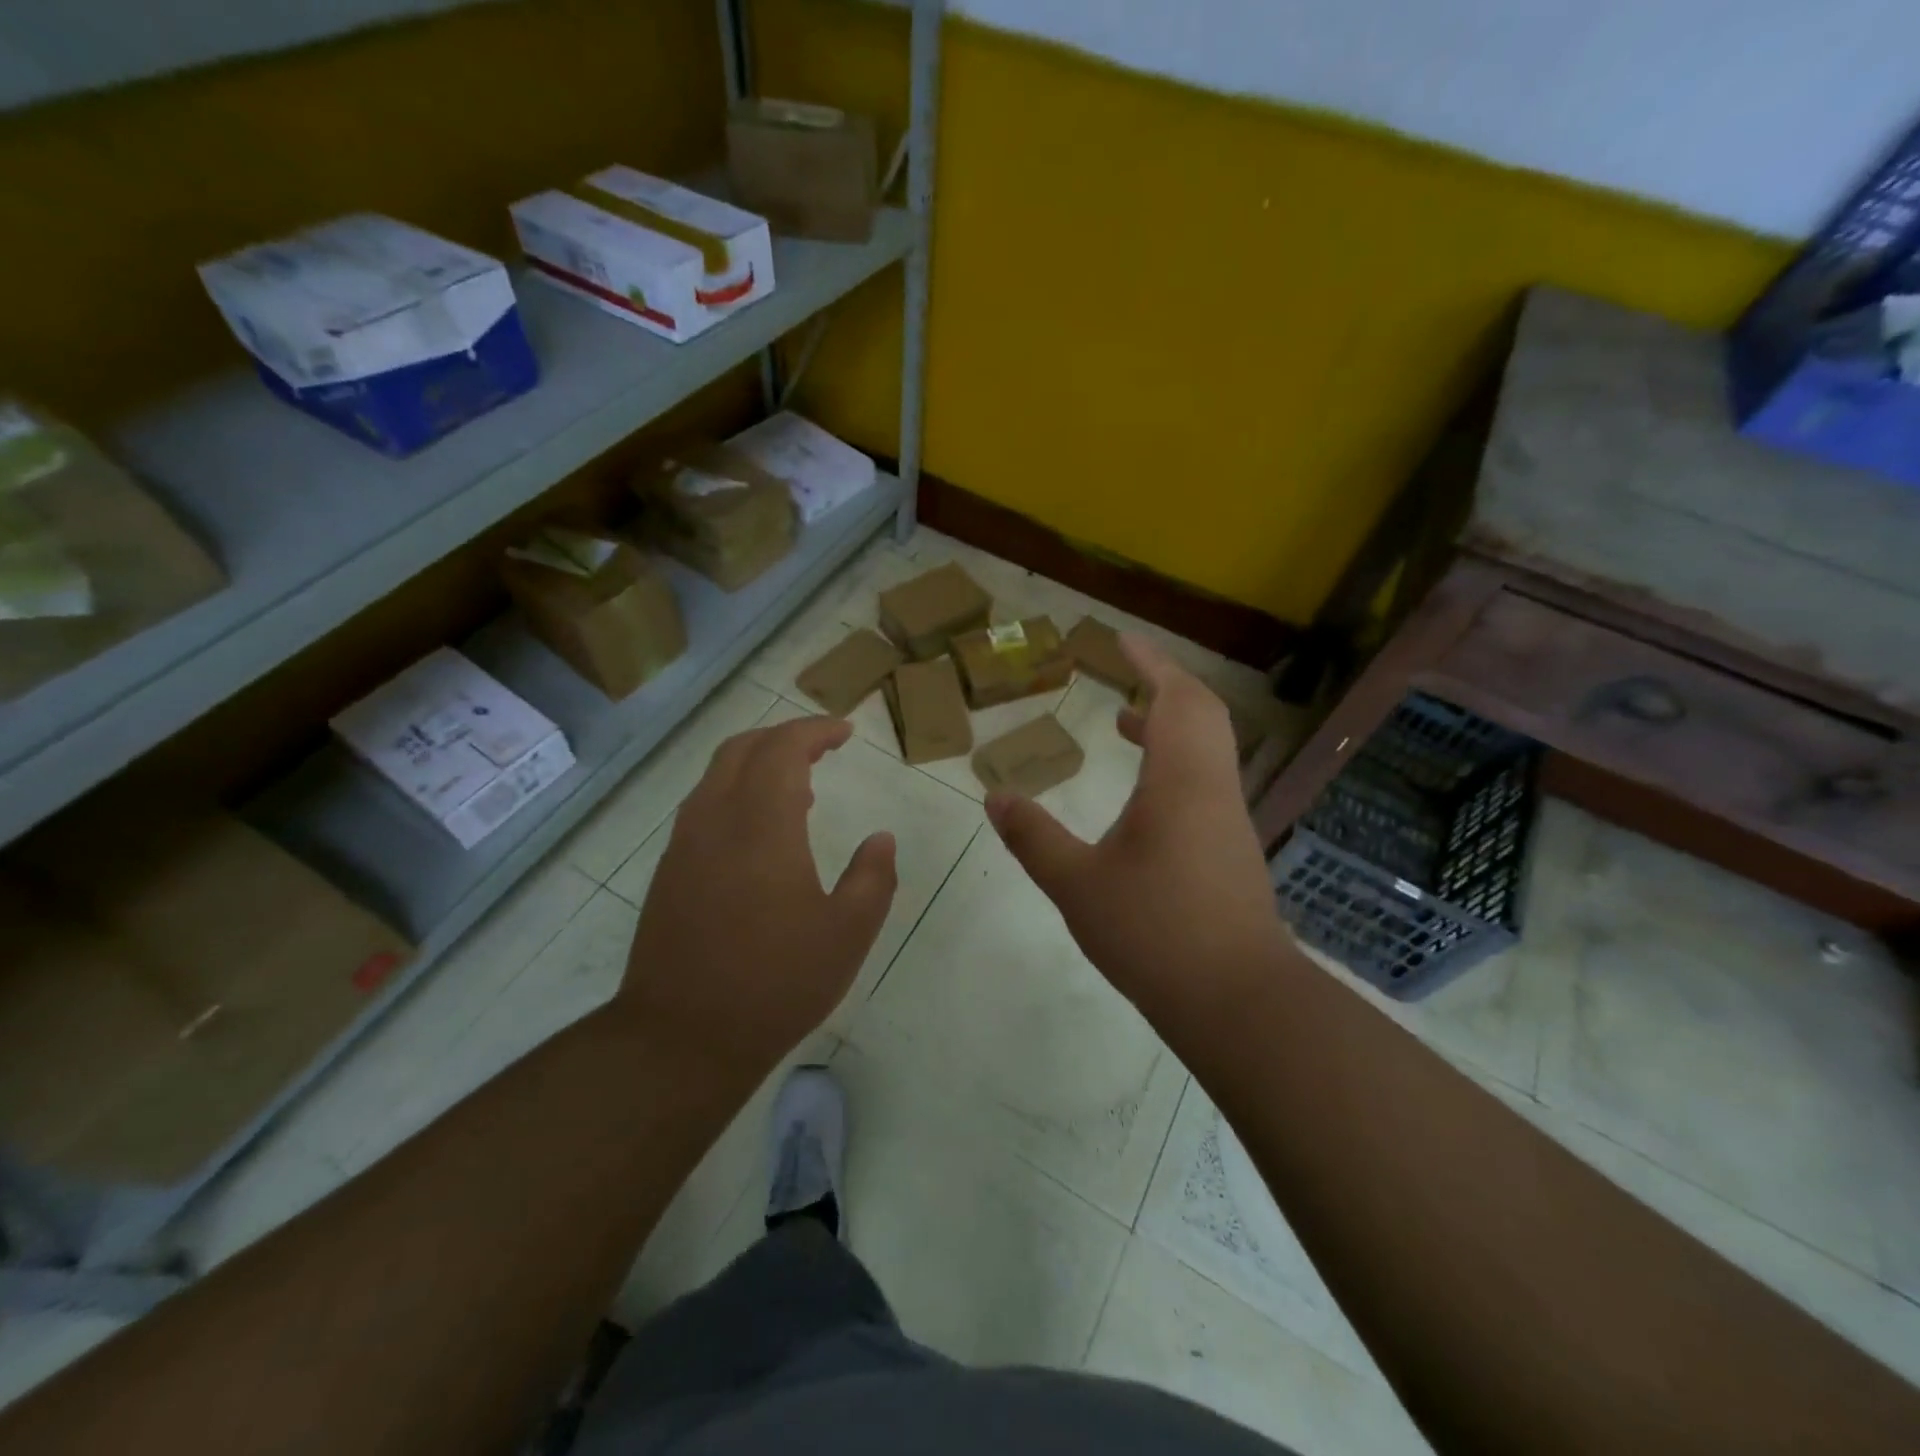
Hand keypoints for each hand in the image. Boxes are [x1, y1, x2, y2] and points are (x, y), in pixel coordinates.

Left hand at [616, 715, 896, 1080]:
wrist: (681, 1037)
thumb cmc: (776, 982)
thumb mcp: (847, 933)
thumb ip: (873, 877)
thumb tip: (881, 839)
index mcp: (761, 824)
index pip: (783, 748)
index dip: (816, 731)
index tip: (845, 732)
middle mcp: (715, 819)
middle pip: (743, 749)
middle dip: (784, 736)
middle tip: (822, 747)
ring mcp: (684, 845)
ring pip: (717, 775)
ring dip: (757, 763)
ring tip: (799, 786)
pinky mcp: (669, 871)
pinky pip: (704, 806)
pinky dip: (736, 792)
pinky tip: (760, 830)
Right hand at [986, 637, 1287, 1031]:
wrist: (1237, 1000)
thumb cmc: (1155, 933)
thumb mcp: (1077, 884)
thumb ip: (1034, 837)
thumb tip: (995, 797)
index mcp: (1181, 781)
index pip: (1175, 699)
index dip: (1150, 663)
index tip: (1121, 640)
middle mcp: (1213, 789)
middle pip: (1202, 713)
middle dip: (1165, 684)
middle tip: (1126, 674)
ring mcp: (1229, 820)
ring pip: (1207, 749)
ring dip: (1170, 725)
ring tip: (1123, 725)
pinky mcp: (1231, 850)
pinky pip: (1206, 781)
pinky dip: (1176, 763)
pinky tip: (1142, 798)